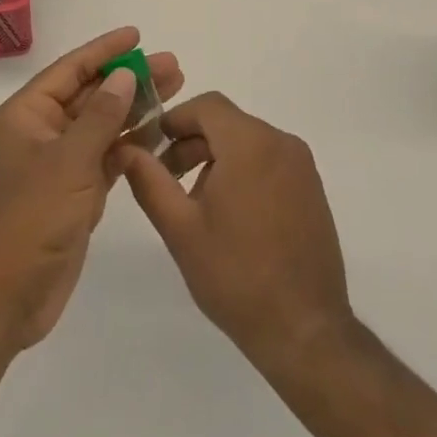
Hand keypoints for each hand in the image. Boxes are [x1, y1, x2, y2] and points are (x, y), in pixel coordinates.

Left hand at [0, 27, 183, 353]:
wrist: (7, 296)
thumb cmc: (32, 218)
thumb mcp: (69, 161)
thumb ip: (100, 116)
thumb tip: (124, 76)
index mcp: (27, 115)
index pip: (70, 70)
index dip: (104, 50)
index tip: (137, 35)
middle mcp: (42, 133)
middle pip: (91, 95)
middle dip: (129, 79)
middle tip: (171, 65)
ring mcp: (59, 164)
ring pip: (102, 125)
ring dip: (135, 108)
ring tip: (175, 90)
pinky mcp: (75, 192)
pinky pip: (107, 156)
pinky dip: (132, 144)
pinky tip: (161, 133)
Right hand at [117, 93, 353, 372]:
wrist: (305, 331)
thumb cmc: (236, 276)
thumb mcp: (180, 228)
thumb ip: (149, 180)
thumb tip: (124, 148)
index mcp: (250, 143)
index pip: (206, 105)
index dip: (175, 119)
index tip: (152, 147)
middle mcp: (281, 143)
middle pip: (227, 122)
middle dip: (192, 142)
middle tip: (165, 178)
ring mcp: (301, 166)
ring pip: (247, 141)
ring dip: (216, 158)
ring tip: (195, 203)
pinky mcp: (312, 188)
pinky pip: (269, 160)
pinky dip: (243, 170)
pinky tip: (229, 214)